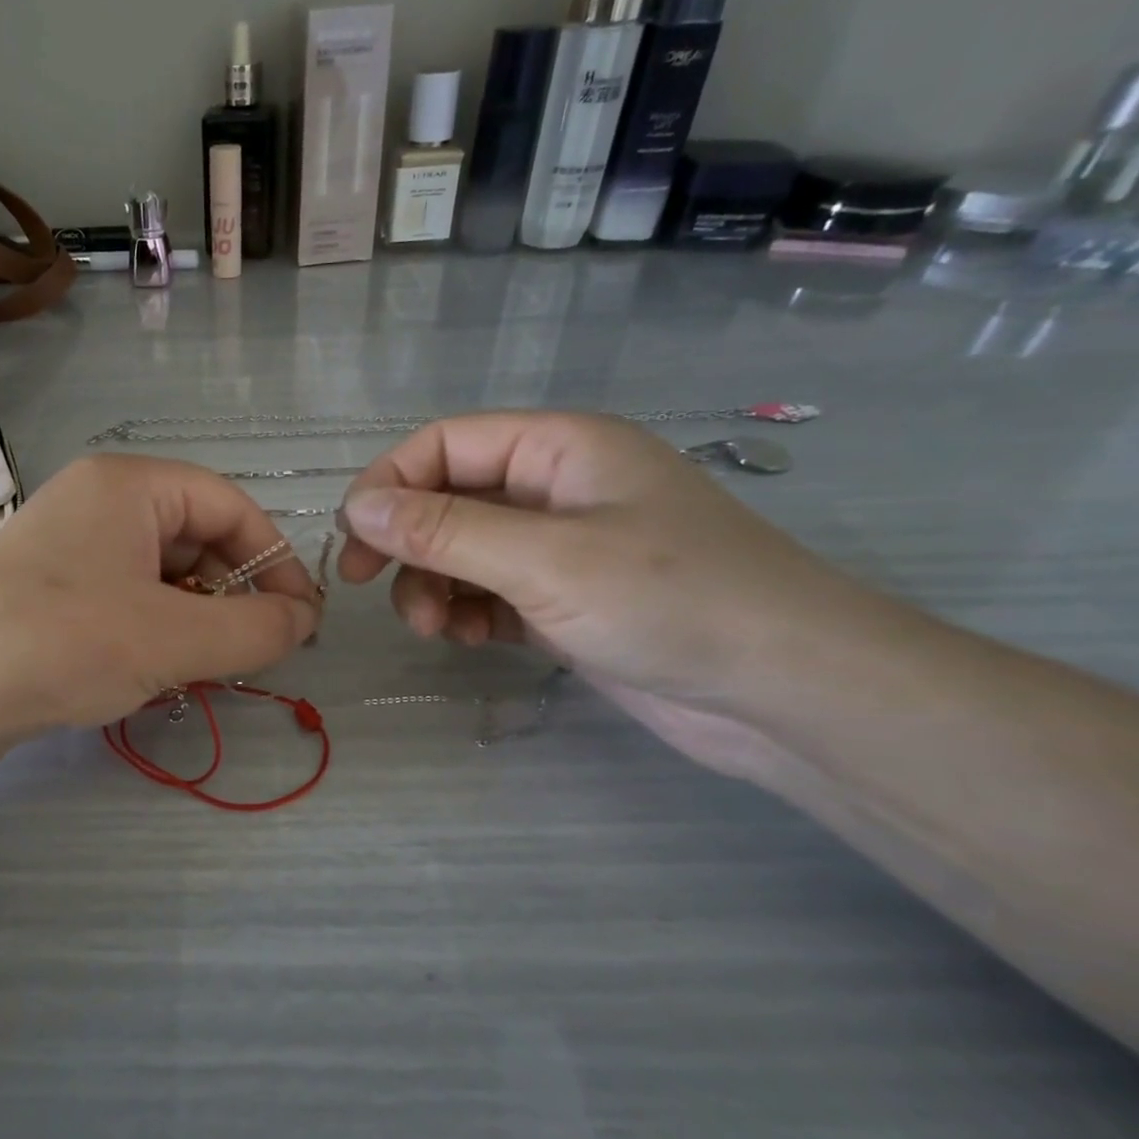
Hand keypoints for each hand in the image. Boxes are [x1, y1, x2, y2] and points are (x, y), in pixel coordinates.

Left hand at [0, 454, 321, 737]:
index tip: (302, 619)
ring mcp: (70, 549)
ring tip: (208, 670)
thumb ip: (254, 628)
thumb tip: (305, 621)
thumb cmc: (61, 642)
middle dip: (234, 596)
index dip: (274, 560)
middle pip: (196, 539)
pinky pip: (126, 602)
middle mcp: (98, 504)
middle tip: (258, 652)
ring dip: (196, 621)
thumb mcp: (173, 638)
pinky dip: (156, 634)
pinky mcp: (50, 593)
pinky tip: (158, 676)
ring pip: (162, 577)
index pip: (230, 505)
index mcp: (129, 485)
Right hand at [336, 412, 901, 776]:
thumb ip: (444, 530)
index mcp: (558, 448)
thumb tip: (356, 507)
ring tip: (431, 628)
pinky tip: (464, 640)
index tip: (352, 539)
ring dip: (430, 584)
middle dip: (405, 542)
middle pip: (446, 499)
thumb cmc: (671, 601)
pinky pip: (487, 593)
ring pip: (461, 551)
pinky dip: (463, 612)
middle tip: (363, 585)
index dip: (389, 482)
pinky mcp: (562, 601)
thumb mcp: (544, 560)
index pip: (445, 444)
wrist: (785, 694)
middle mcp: (554, 489)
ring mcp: (558, 548)